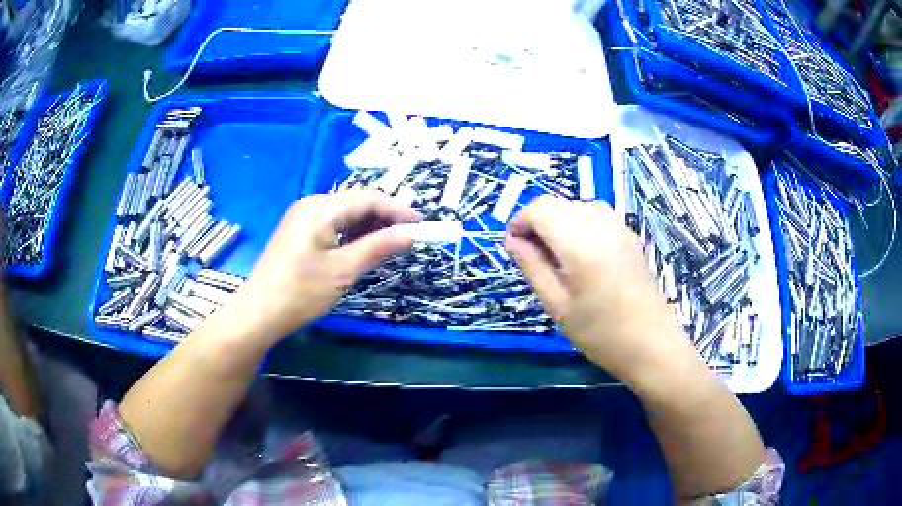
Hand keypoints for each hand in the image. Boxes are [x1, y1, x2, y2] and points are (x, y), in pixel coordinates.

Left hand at [227, 190, 420, 345]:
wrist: (259, 313)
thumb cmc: (301, 292)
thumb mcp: (344, 270)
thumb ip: (379, 247)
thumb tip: (412, 233)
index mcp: (320, 208)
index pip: (367, 198)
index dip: (397, 209)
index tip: (421, 225)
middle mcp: (310, 204)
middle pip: (355, 202)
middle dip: (384, 216)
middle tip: (408, 236)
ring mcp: (301, 216)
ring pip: (344, 213)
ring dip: (368, 225)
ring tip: (389, 243)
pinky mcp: (297, 231)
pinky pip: (331, 223)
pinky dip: (351, 232)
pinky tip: (361, 246)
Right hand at [506, 196, 693, 383]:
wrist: (650, 343)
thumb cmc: (600, 333)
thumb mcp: (557, 306)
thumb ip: (533, 267)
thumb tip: (512, 240)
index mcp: (581, 244)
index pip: (541, 209)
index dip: (521, 221)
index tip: (515, 245)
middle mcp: (601, 225)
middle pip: (558, 204)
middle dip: (538, 221)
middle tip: (533, 255)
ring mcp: (619, 227)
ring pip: (577, 206)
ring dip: (559, 221)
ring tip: (557, 256)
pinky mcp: (629, 235)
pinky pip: (597, 214)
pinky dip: (579, 224)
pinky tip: (581, 253)